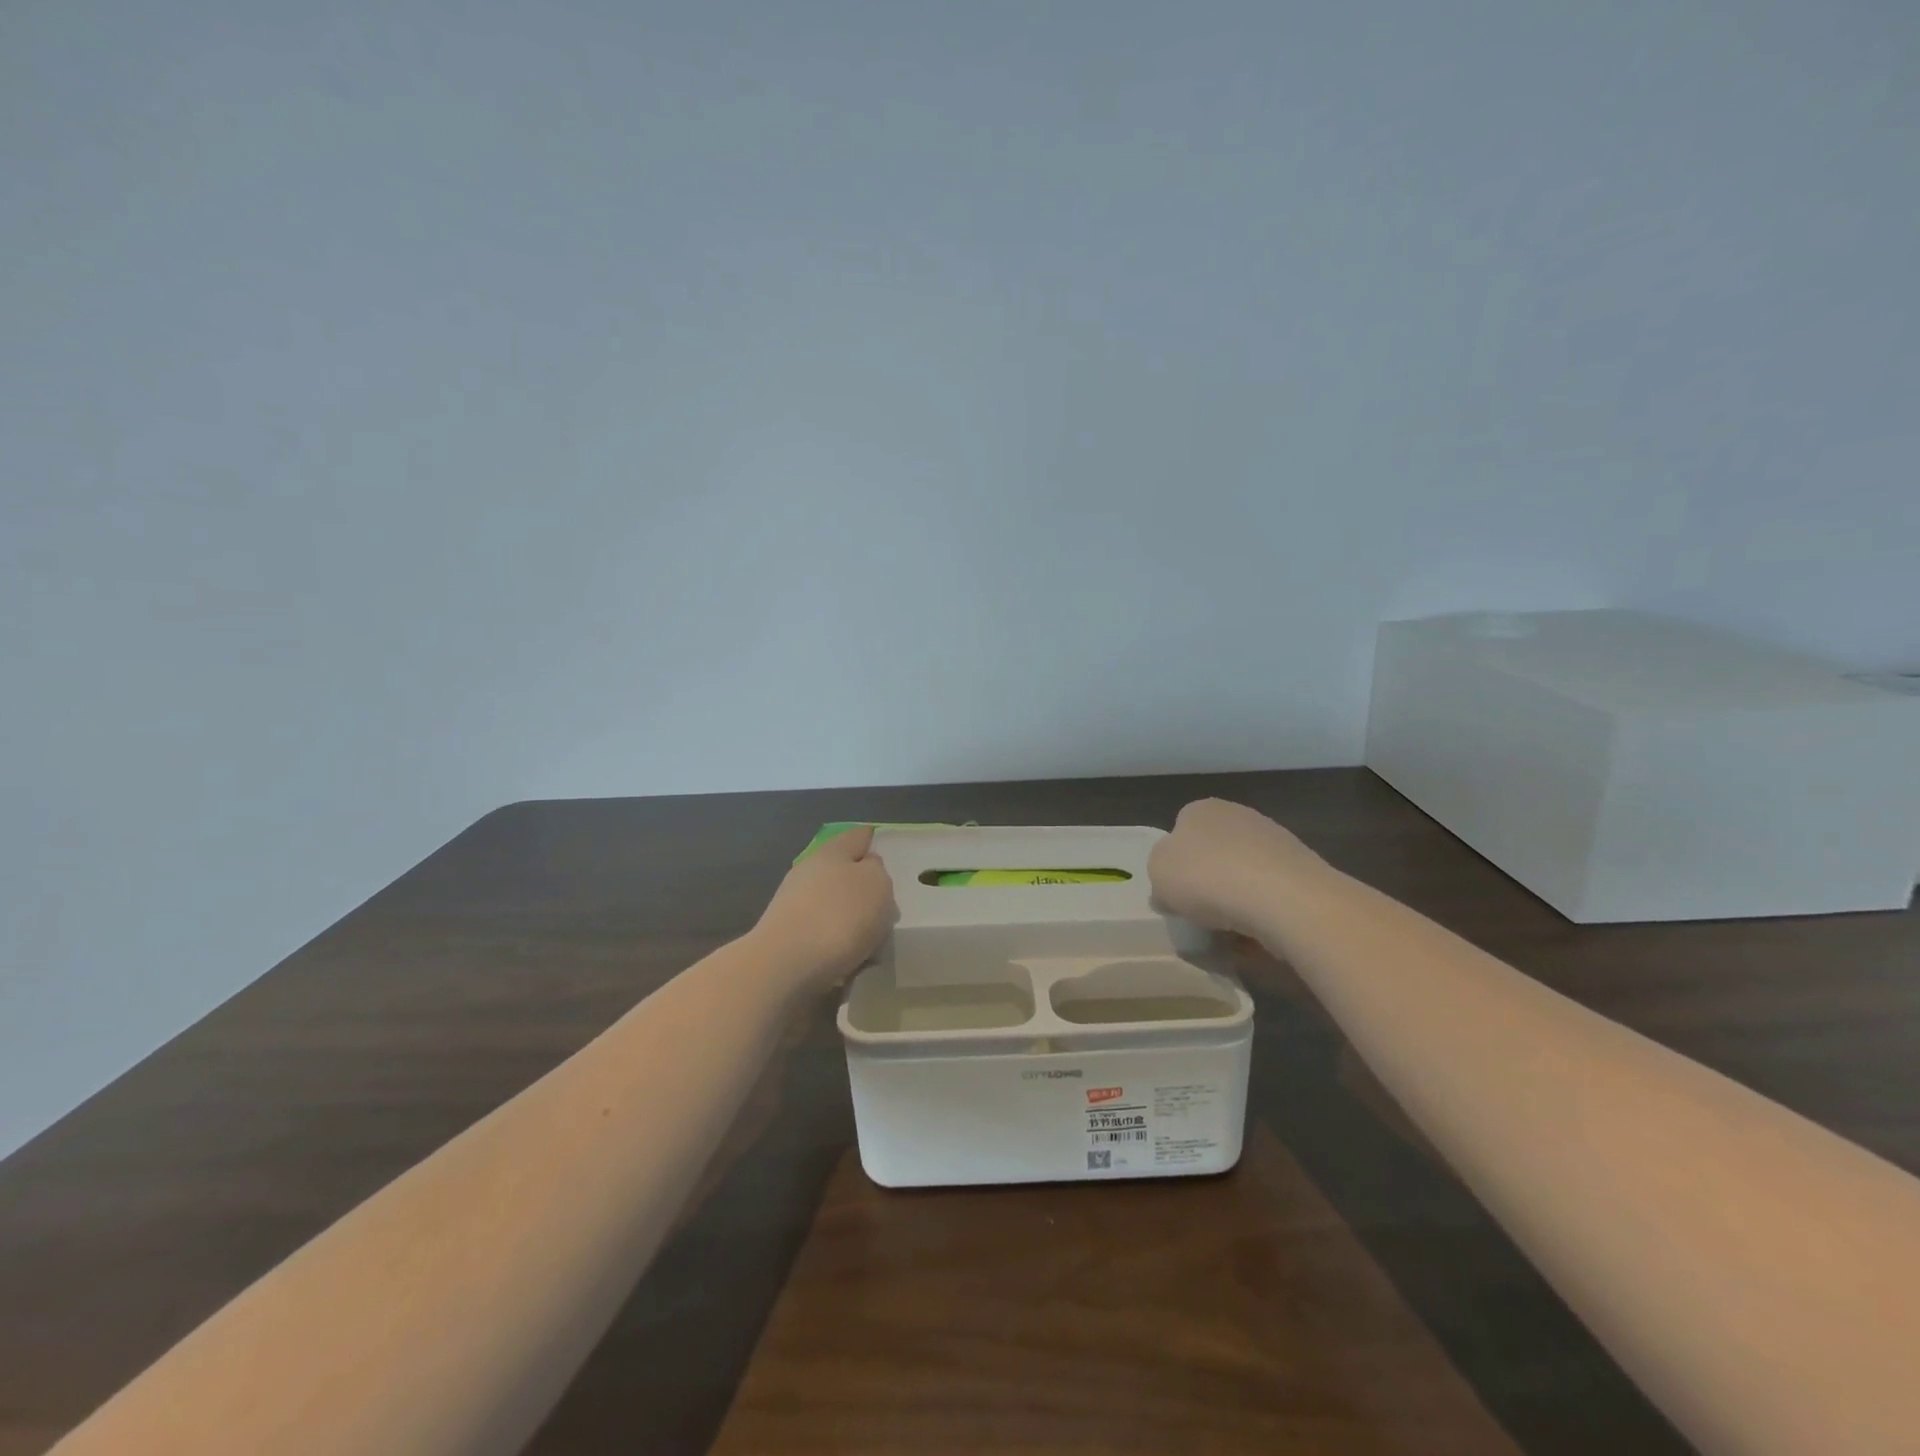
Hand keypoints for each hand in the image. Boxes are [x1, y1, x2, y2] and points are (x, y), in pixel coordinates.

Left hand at [753, 826, 895, 987]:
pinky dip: (837, 942)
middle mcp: (809, 870)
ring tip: (871, 941)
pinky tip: (849, 959)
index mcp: (832, 851)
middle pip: (843, 871)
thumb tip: (866, 869)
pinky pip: (822, 932)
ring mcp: (793, 903)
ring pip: (832, 904)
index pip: (858, 836)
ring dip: (850, 918)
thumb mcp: (877, 884)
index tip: (890, 856)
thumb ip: (877, 870)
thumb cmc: (839, 916)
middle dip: (864, 887)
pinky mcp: (786, 936)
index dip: (875, 842)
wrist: (785, 966)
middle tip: (887, 907)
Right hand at [1148, 798, 1328, 935]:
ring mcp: (1276, 840)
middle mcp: (1239, 815)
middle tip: (1201, 914)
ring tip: (1232, 933)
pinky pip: (1272, 895)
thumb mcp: (1158, 874)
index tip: (1175, 894)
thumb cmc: (1207, 877)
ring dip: (1237, 900)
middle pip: (1214, 854)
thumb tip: (1170, 890)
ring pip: (1244, 875)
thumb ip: (1159, 876)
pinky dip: (1264, 914)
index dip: (1175, 864)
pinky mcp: (1304, 869)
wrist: (1284, 898)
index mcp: (1200, 810)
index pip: (1180, 831)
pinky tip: (1260, 935)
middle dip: (1209, 882)